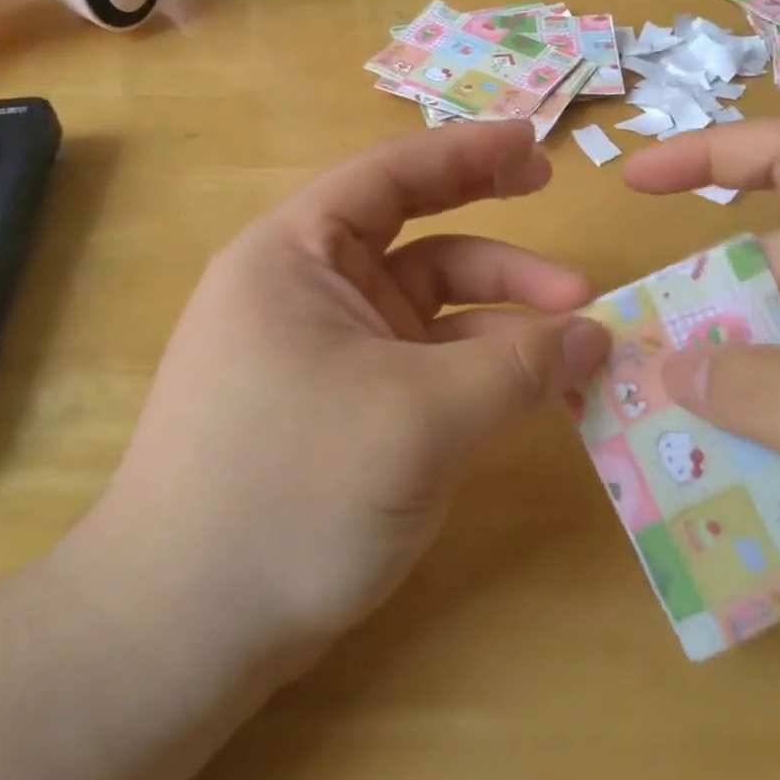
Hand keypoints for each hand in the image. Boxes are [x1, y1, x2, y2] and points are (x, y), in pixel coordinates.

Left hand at [66, 122, 610, 663]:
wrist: (182, 634)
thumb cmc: (288, 493)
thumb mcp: (419, 419)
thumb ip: (518, 370)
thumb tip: (597, 336)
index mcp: (296, 255)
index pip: (391, 177)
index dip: (469, 152)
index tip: (537, 145)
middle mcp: (309, 291)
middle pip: (419, 238)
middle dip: (498, 240)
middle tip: (567, 238)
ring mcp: (327, 352)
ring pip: (432, 311)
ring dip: (504, 319)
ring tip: (580, 340)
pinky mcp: (344, 406)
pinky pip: (426, 366)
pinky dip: (481, 369)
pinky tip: (535, 389)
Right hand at [623, 120, 779, 618]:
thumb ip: (773, 396)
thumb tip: (670, 366)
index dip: (705, 153)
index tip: (634, 182)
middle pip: (758, 273)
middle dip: (694, 322)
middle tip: (621, 379)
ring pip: (772, 342)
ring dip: (722, 388)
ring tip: (655, 442)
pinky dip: (758, 424)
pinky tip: (726, 478)